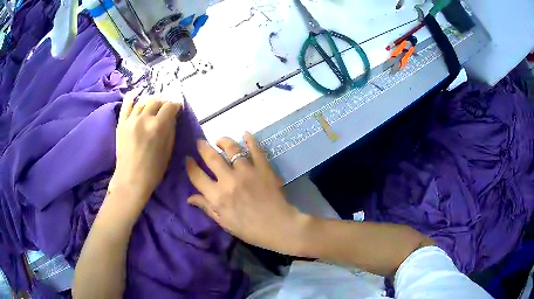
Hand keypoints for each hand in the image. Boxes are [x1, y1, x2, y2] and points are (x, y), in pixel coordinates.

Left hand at [111, 89, 181, 213]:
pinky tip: (137, 92)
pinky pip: (126, 104)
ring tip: (154, 106)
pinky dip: (132, 96)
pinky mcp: (121, 123)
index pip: (170, 106)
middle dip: (163, 103)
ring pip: (143, 101)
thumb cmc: (153, 170)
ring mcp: (131, 119)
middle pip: (156, 101)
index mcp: (158, 126)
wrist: (130, 180)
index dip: (176, 105)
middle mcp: (144, 118)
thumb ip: (171, 130)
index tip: (177, 108)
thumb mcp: (168, 151)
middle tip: (165, 110)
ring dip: (151, 102)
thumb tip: (172, 117)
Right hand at [186, 133, 310, 255]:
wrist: (279, 227)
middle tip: (200, 142)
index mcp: (217, 196)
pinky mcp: (263, 168)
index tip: (187, 158)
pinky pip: (255, 149)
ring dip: (223, 141)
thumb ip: (207, 207)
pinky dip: (249, 140)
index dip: (190, 165)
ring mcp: (247, 171)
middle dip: (202, 147)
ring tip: (220, 140)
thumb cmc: (250, 230)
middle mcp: (229, 180)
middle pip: (211, 157)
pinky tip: (245, 134)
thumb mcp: (224, 223)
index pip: (197, 176)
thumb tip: (190, 198)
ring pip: (231, 149)